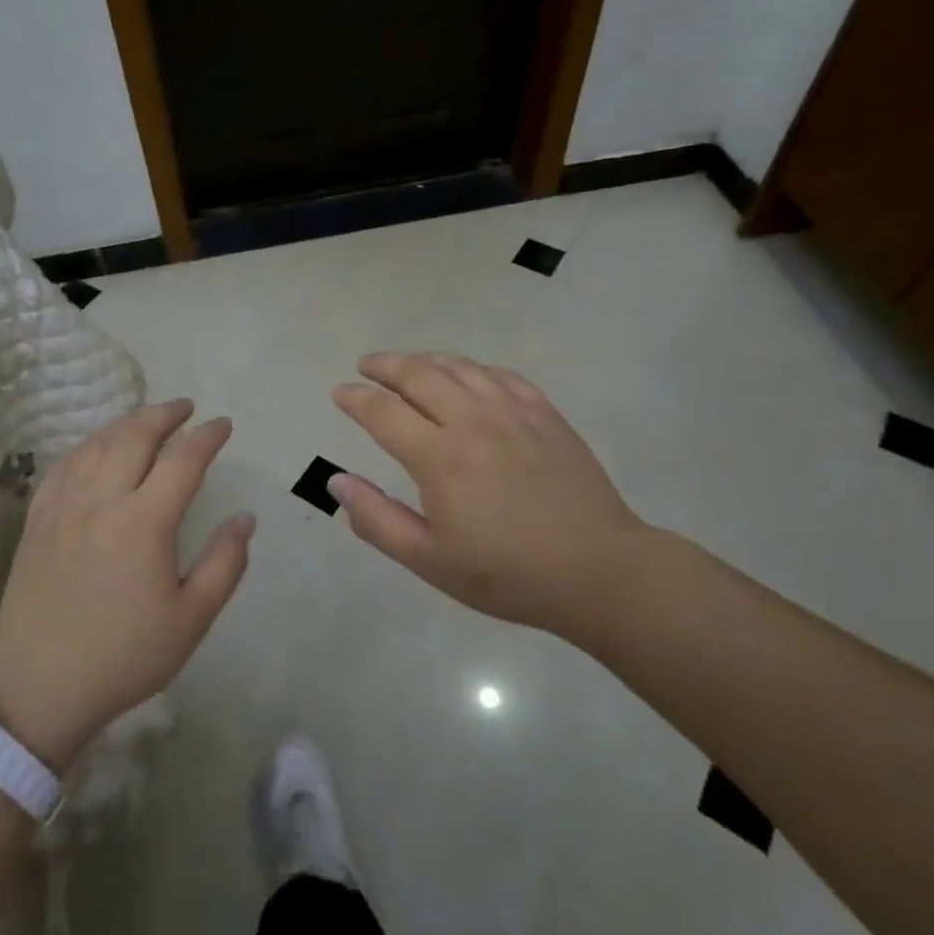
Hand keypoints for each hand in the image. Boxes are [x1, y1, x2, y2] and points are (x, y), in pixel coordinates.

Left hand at [0, 401, 253, 770]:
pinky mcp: (37, 519)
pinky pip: (64, 465)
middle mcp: (102, 500)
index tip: (223, 425)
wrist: (39, 686)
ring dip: (127, 423)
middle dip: (164, 414)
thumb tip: (245, 518)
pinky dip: (88, 446)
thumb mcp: (190, 619)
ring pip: (97, 444)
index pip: (182, 460)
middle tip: (185, 408)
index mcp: (144, 522)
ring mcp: (63, 506)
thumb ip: (225, 564)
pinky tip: (96, 449)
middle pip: (135, 436)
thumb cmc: (123, 656)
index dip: (207, 437)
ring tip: (147, 419)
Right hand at [330, 351, 654, 635]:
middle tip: (366, 365)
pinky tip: (467, 376)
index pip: (383, 411)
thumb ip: (377, 519)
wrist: (598, 571)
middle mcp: (472, 420)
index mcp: (440, 456)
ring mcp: (513, 411)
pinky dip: (472, 368)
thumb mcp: (429, 560)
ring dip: (425, 360)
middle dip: (384, 365)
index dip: (355, 398)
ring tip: (408, 365)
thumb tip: (335, 482)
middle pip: (418, 374)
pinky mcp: (545, 414)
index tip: (339, 393)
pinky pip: (500, 374)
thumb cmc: (507, 574)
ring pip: (459, 366)